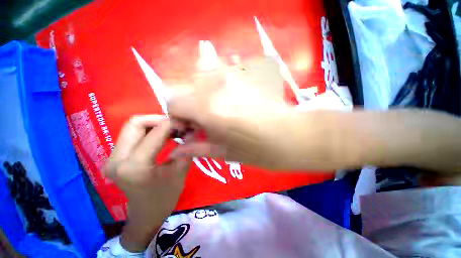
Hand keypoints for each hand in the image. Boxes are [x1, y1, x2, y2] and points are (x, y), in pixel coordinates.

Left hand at [105, 115, 190, 251]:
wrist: (146, 215)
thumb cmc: (165, 198)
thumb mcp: (180, 172)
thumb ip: (186, 149)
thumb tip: (192, 131)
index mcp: (134, 166)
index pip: (155, 133)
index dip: (173, 124)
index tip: (186, 123)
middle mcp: (117, 159)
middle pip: (135, 123)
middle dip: (159, 119)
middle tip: (177, 125)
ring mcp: (112, 157)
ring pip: (133, 127)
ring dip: (155, 124)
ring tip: (172, 129)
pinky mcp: (116, 156)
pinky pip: (133, 134)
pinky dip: (150, 130)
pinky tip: (163, 135)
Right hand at [167, 58, 300, 170]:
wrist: (291, 136)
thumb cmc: (258, 150)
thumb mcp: (224, 153)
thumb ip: (197, 148)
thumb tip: (176, 150)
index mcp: (207, 107)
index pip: (173, 101)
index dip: (177, 116)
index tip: (189, 127)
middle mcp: (215, 85)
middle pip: (185, 87)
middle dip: (189, 104)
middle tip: (204, 119)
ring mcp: (232, 74)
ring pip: (201, 73)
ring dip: (203, 91)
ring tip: (218, 106)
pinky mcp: (245, 72)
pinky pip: (221, 68)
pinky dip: (218, 80)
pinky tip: (231, 95)